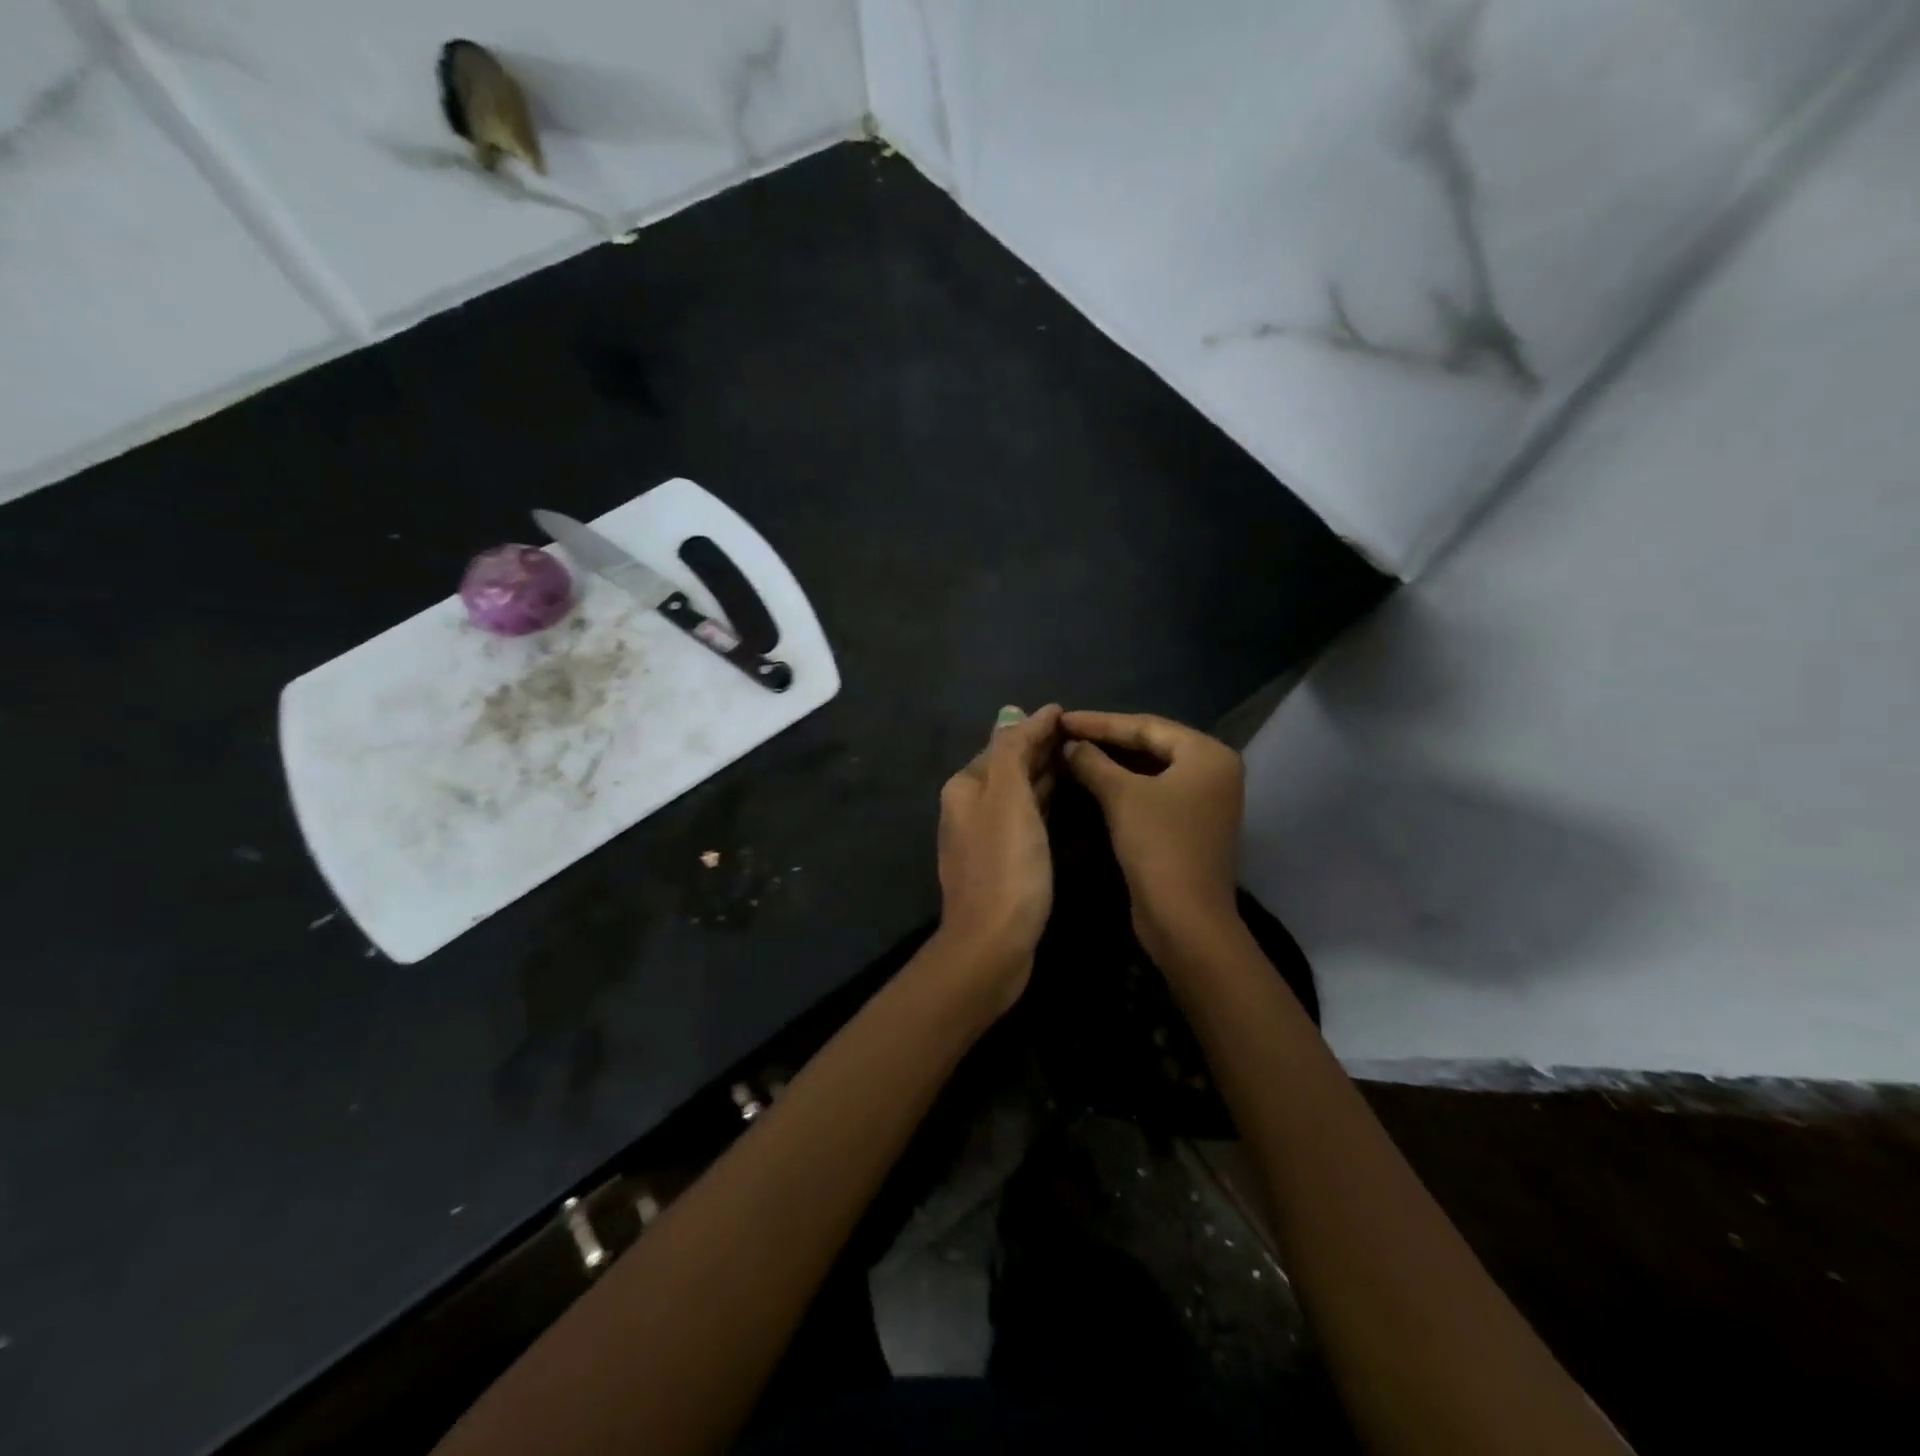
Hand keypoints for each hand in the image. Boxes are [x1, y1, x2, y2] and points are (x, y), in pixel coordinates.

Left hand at [935, 704, 1062, 1006]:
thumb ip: (1012, 751)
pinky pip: (1024, 818)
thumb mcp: (1008, 797)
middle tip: (1080, 733)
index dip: (1035, 727)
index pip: (1004, 743)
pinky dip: (1041, 802)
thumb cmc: (1005, 864)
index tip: (1067, 713)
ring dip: (1042, 774)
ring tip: (1077, 757)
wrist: (992, 942)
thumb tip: (1019, 713)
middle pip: (1008, 767)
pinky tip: (1062, 799)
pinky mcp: (1001, 862)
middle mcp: (968, 807)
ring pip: (1017, 793)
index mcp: (965, 787)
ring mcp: (984, 837)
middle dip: (1039, 748)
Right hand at [1061, 710, 1243, 943]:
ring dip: (1111, 763)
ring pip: (1150, 770)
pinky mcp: (1189, 825)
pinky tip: (1090, 781)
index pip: (1145, 726)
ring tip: (1071, 753)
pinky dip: (1122, 786)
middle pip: (1151, 745)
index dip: (1099, 722)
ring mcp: (1203, 801)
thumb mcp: (1121, 796)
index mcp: (1207, 754)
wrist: (1184, 919)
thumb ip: (1092, 762)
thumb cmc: (1158, 845)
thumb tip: (1070, 745)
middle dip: (1106, 740)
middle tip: (1064, 734)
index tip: (1062, 718)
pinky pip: (1152, 793)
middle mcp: (1212, 771)